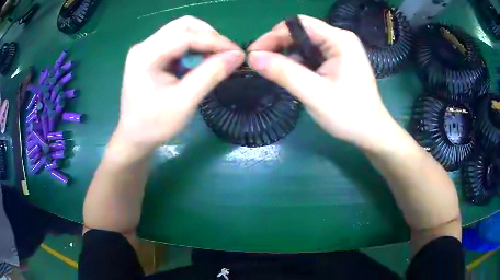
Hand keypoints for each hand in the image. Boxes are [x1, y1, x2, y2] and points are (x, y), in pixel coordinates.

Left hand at [113, 16, 244, 156]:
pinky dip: (194, 48)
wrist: (134, 138)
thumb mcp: (184, 102)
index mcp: (146, 55)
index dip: (215, 41)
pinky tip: (201, 61)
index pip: (186, 35)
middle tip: (225, 54)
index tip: (237, 53)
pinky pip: (177, 42)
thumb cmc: (154, 125)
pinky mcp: (150, 55)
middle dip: (209, 36)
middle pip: (184, 26)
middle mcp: (144, 45)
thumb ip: (210, 75)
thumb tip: (237, 55)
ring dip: (203, 41)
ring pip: (182, 31)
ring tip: (216, 58)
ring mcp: (146, 49)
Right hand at [247, 15, 398, 149]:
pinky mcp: (337, 61)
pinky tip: (289, 75)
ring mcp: (340, 49)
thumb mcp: (315, 94)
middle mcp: (340, 39)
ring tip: (271, 71)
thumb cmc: (349, 115)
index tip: (254, 54)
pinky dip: (296, 62)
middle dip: (277, 45)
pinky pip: (311, 54)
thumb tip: (252, 58)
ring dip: (285, 55)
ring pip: (304, 43)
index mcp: (340, 40)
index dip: (273, 35)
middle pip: (300, 32)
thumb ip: (284, 73)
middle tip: (259, 64)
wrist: (371, 133)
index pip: (299, 24)